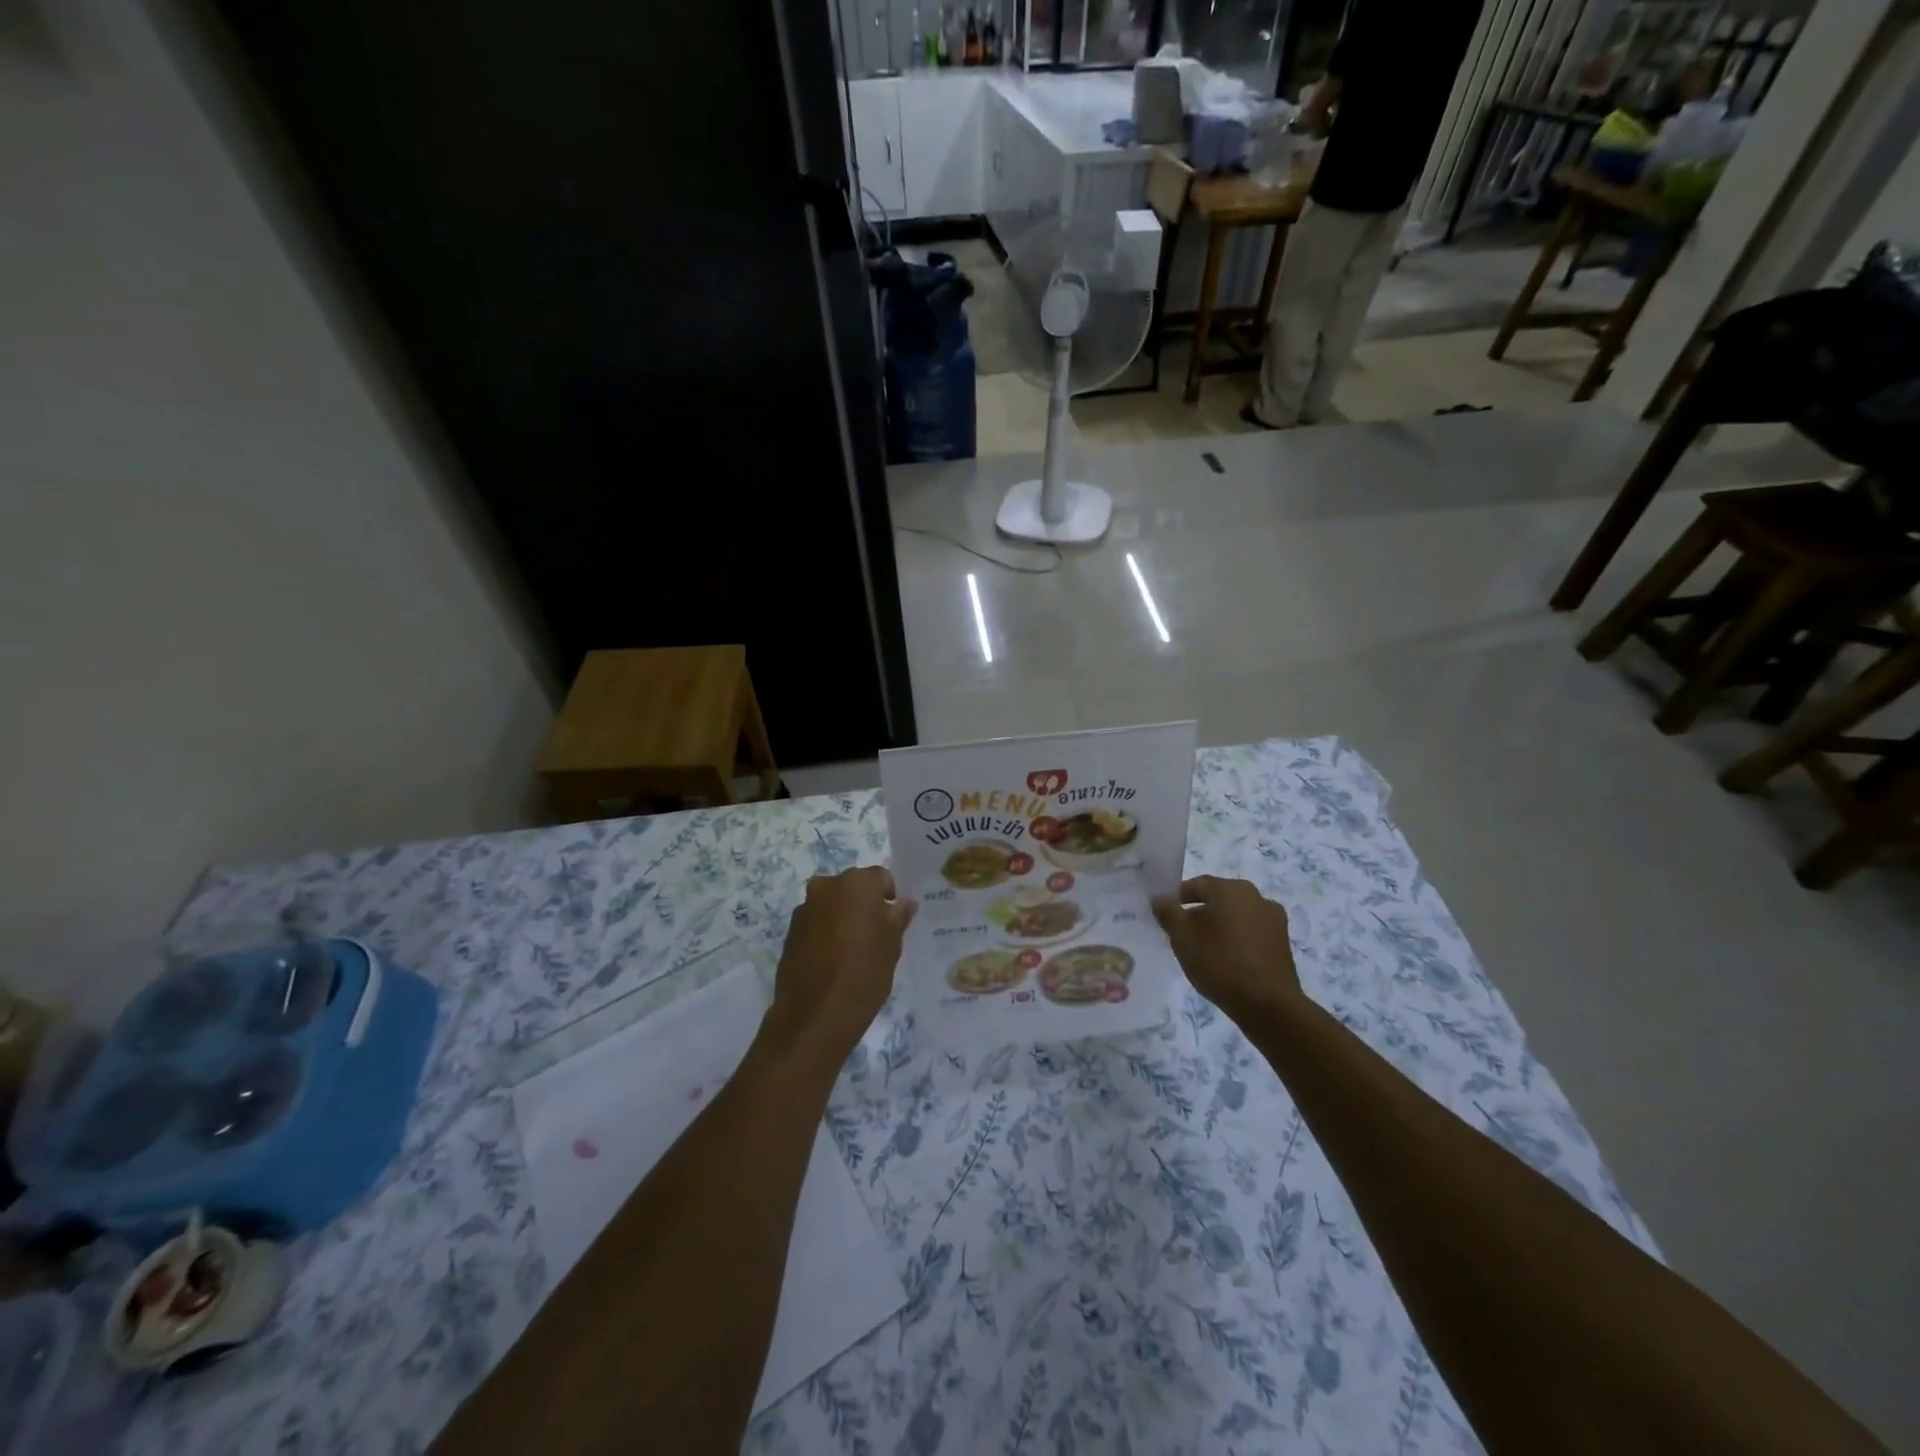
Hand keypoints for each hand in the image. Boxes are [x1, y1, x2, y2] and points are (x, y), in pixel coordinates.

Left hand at [765, 866, 914, 1062]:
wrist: (815, 1015)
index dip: (890, 897)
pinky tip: (832, 960)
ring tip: (852, 950)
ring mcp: (804, 908)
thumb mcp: (892, 946)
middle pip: (853, 887)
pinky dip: (825, 932)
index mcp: (857, 883)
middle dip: (864, 904)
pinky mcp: (790, 931)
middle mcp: (827, 886)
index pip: (881, 878)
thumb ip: (898, 917)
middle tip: (875, 934)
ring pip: (832, 904)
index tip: (894, 922)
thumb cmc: (864, 974)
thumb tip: (903, 903)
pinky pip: (816, 922)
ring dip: (843, 917)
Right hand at [1152, 876, 1301, 1024]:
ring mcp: (1274, 920)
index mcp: (1231, 889)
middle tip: (1182, 934)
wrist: (1268, 1004)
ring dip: (1219, 928)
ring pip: (1236, 917)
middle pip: (1219, 899)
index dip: (1177, 898)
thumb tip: (1160, 898)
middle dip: (1199, 913)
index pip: (1197, 885)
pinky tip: (1226, 961)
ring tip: (1204, 951)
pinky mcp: (1283, 943)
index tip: (1165, 914)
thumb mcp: (1182, 937)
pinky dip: (1237, 941)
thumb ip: (1168, 913)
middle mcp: (1256, 896)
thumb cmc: (1219, 962)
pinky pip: (1251, 934)